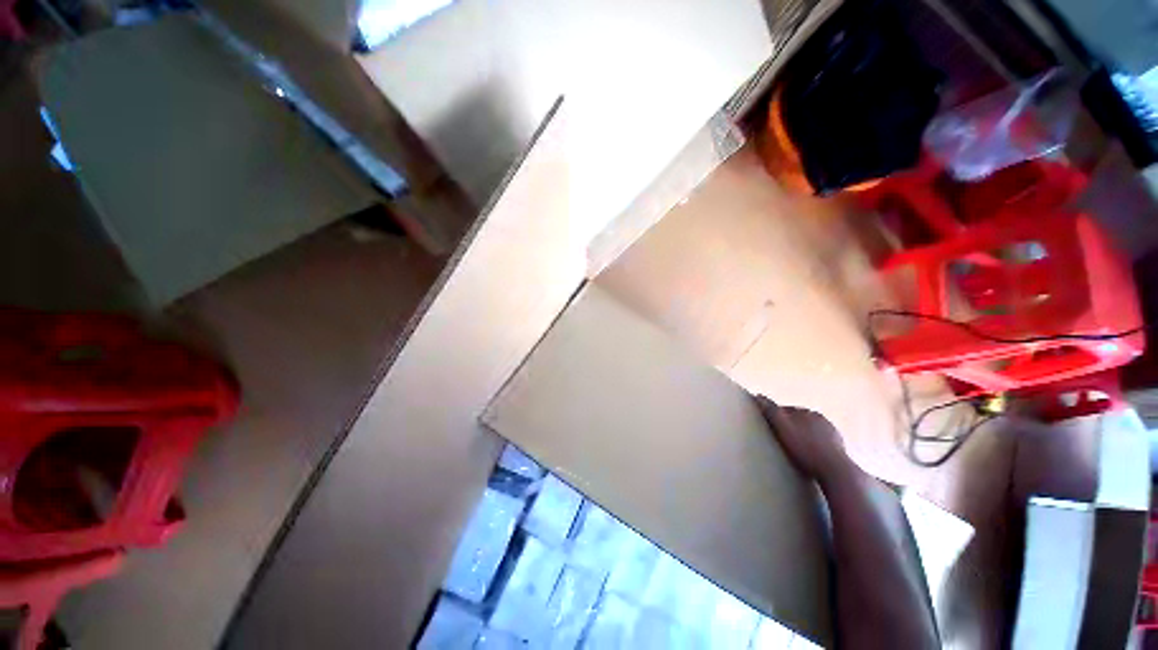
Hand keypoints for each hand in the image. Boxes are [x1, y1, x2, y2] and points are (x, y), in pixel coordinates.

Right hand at [755, 396, 854, 483]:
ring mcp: (832, 432)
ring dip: (804, 435)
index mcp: (806, 412)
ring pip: (811, 430)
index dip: (776, 417)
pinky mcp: (840, 447)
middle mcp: (820, 418)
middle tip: (781, 438)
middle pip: (799, 419)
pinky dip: (815, 445)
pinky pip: (822, 442)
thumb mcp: (783, 428)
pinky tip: (810, 454)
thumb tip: (758, 396)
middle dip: (791, 425)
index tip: (769, 427)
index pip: (786, 410)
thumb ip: (771, 411)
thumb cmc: (806, 448)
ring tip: (795, 448)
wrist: (835, 470)